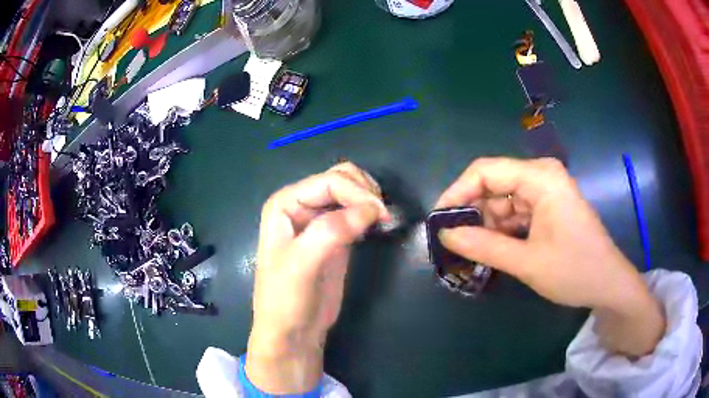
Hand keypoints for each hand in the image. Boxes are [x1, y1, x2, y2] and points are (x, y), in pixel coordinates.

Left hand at [246, 162, 388, 393]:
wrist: (293, 332)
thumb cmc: (287, 299)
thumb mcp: (302, 265)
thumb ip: (331, 231)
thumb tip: (371, 209)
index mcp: (285, 203)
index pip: (329, 181)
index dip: (357, 193)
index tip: (381, 215)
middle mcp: (300, 205)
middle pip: (341, 179)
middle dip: (365, 192)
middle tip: (383, 217)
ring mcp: (319, 220)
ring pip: (351, 192)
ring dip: (370, 200)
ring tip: (383, 221)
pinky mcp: (335, 236)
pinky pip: (356, 212)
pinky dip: (370, 214)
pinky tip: (378, 226)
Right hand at [435, 157, 664, 356]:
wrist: (608, 284)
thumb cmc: (575, 270)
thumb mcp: (527, 262)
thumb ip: (484, 246)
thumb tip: (445, 236)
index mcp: (540, 177)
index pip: (486, 170)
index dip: (457, 193)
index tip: (439, 221)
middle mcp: (542, 176)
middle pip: (494, 184)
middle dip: (472, 212)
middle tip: (452, 242)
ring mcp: (546, 191)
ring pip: (503, 200)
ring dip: (487, 224)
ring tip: (473, 252)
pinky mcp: (548, 207)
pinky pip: (516, 212)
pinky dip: (502, 230)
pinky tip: (495, 249)